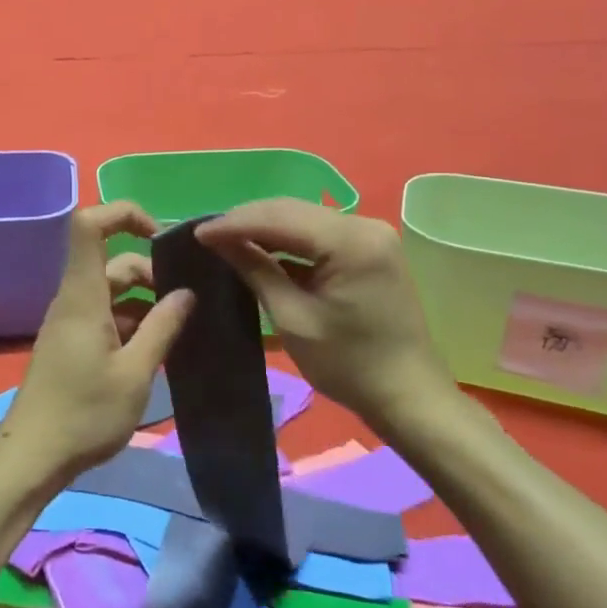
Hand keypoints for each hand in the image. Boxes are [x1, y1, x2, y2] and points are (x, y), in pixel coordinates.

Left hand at [0, 203, 194, 485]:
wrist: (33, 457)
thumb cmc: (85, 414)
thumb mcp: (135, 373)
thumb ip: (163, 327)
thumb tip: (187, 292)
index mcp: (83, 295)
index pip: (88, 225)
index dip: (123, 213)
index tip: (160, 235)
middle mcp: (74, 299)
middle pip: (112, 262)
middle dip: (151, 272)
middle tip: (187, 304)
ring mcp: (70, 321)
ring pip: (111, 291)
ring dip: (145, 302)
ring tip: (180, 329)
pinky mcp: (71, 342)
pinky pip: (104, 314)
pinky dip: (132, 321)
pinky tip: (156, 348)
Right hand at [195, 199, 455, 426]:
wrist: (409, 397)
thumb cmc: (349, 365)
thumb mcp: (293, 318)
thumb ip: (256, 270)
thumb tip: (218, 240)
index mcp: (350, 242)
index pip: (280, 217)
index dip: (234, 223)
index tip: (197, 233)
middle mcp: (364, 225)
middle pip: (292, 210)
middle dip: (247, 220)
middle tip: (208, 235)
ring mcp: (371, 235)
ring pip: (304, 218)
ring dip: (265, 227)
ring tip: (226, 240)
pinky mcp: (370, 249)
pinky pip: (319, 233)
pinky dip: (287, 239)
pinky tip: (261, 249)